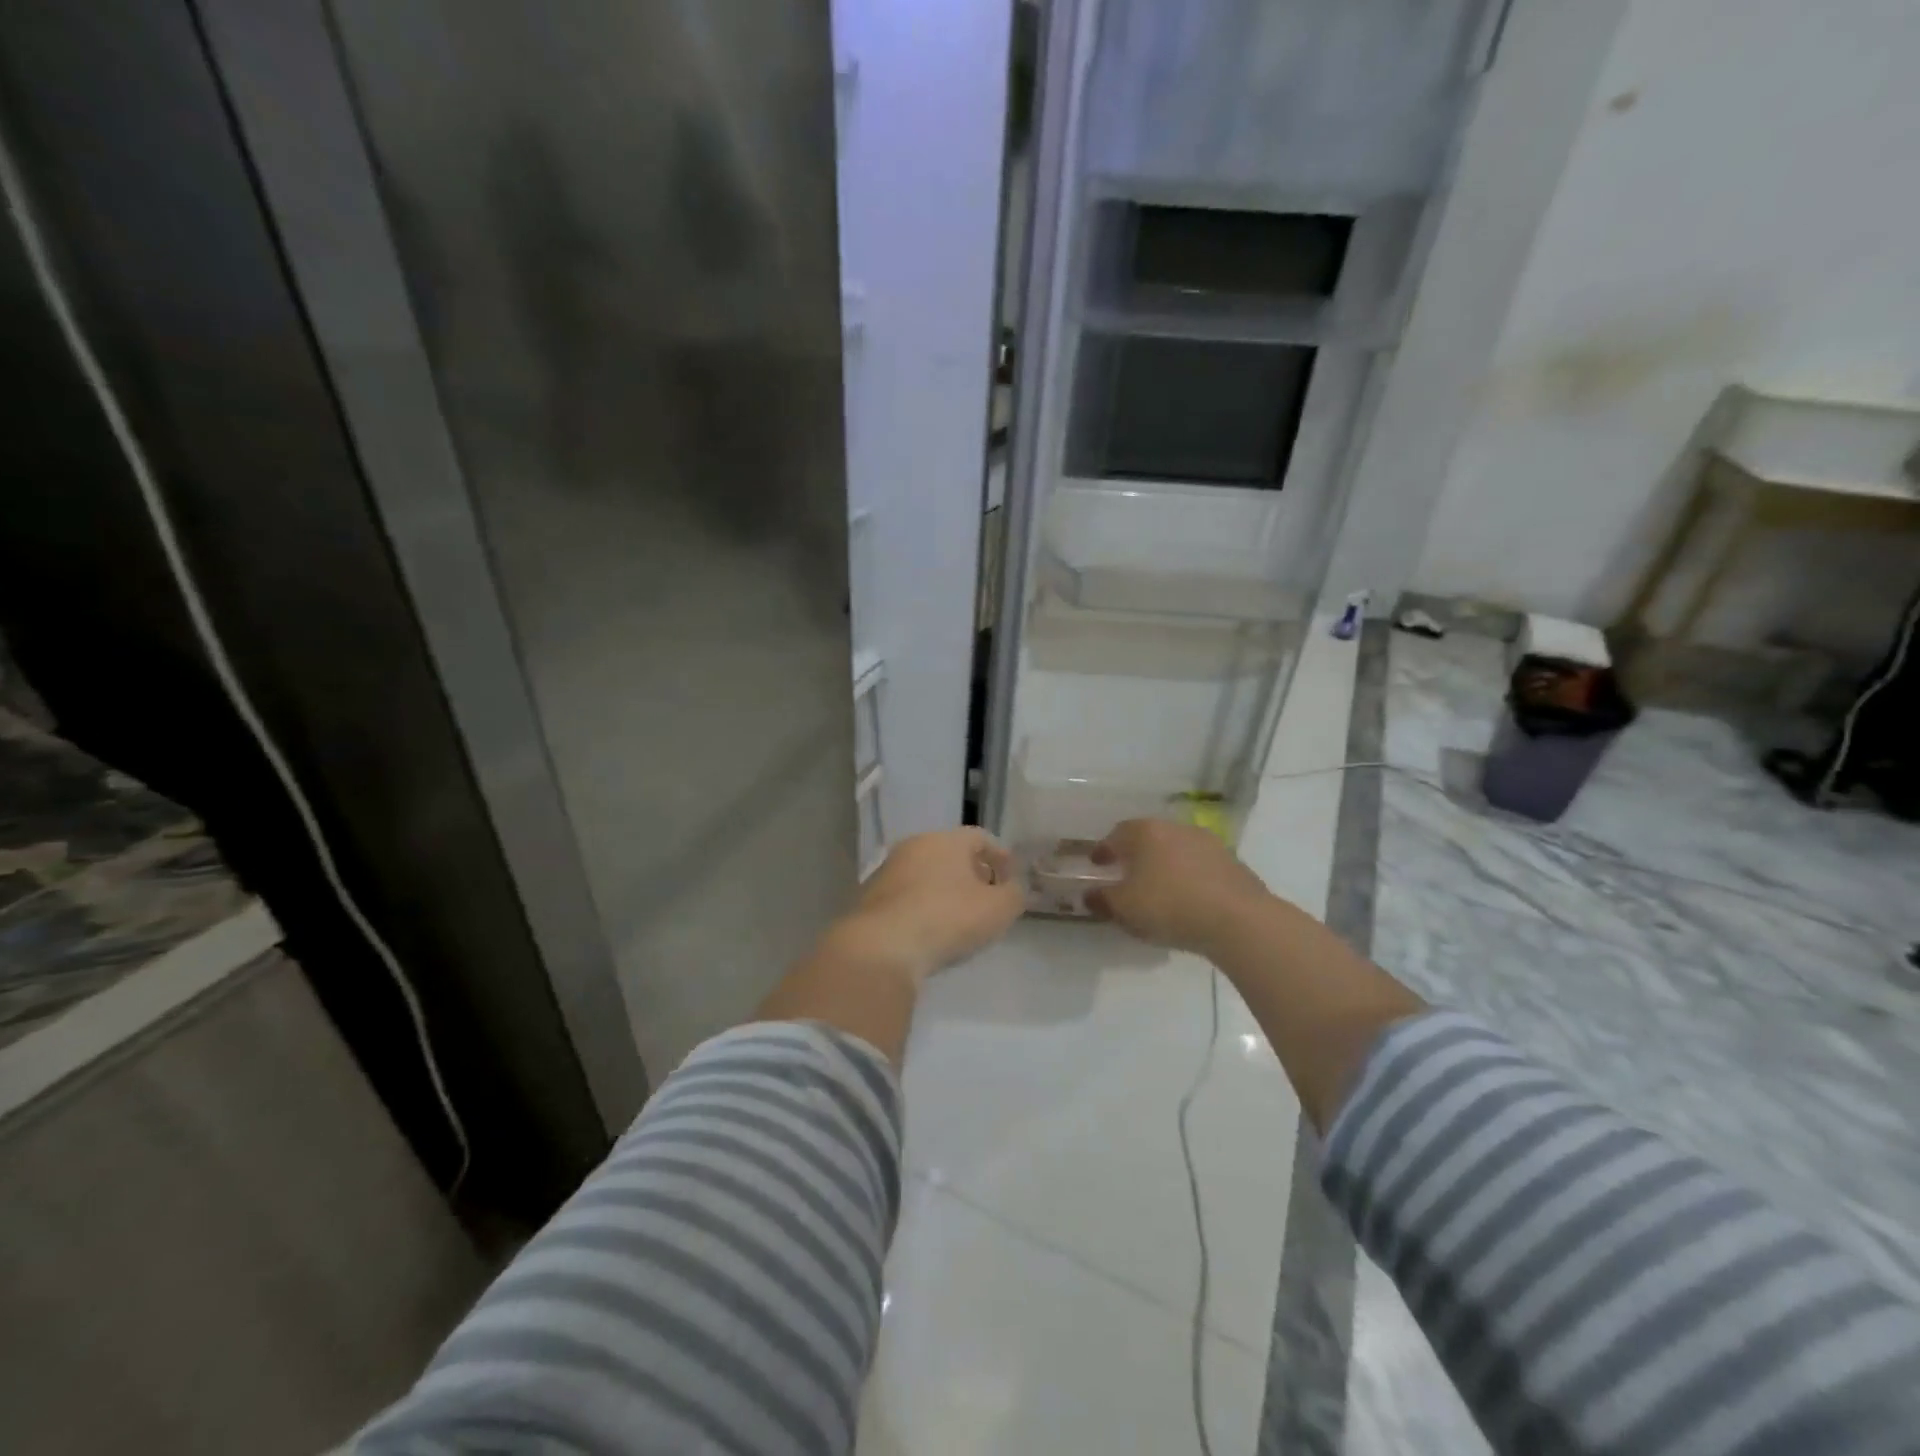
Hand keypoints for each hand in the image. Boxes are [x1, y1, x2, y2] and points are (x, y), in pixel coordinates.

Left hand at [832, 828, 1024, 980]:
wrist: (883, 946)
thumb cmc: (948, 918)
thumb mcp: (998, 909)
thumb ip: (1014, 894)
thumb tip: (1011, 888)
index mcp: (946, 840)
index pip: (980, 838)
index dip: (1000, 858)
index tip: (1011, 880)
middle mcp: (914, 846)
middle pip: (952, 854)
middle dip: (973, 874)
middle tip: (988, 899)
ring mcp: (888, 870)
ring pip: (927, 874)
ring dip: (946, 890)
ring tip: (960, 919)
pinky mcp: (871, 897)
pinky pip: (907, 896)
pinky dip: (923, 906)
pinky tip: (931, 931)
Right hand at [1088, 818, 1273, 954]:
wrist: (1238, 920)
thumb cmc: (1169, 906)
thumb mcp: (1124, 909)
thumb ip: (1102, 900)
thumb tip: (1090, 894)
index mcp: (1144, 832)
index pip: (1116, 835)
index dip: (1103, 850)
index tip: (1097, 864)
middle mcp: (1175, 828)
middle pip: (1147, 837)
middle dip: (1135, 854)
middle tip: (1126, 873)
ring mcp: (1207, 842)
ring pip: (1175, 849)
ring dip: (1164, 864)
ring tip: (1158, 887)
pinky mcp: (1232, 862)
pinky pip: (1199, 865)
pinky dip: (1188, 876)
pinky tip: (1187, 897)